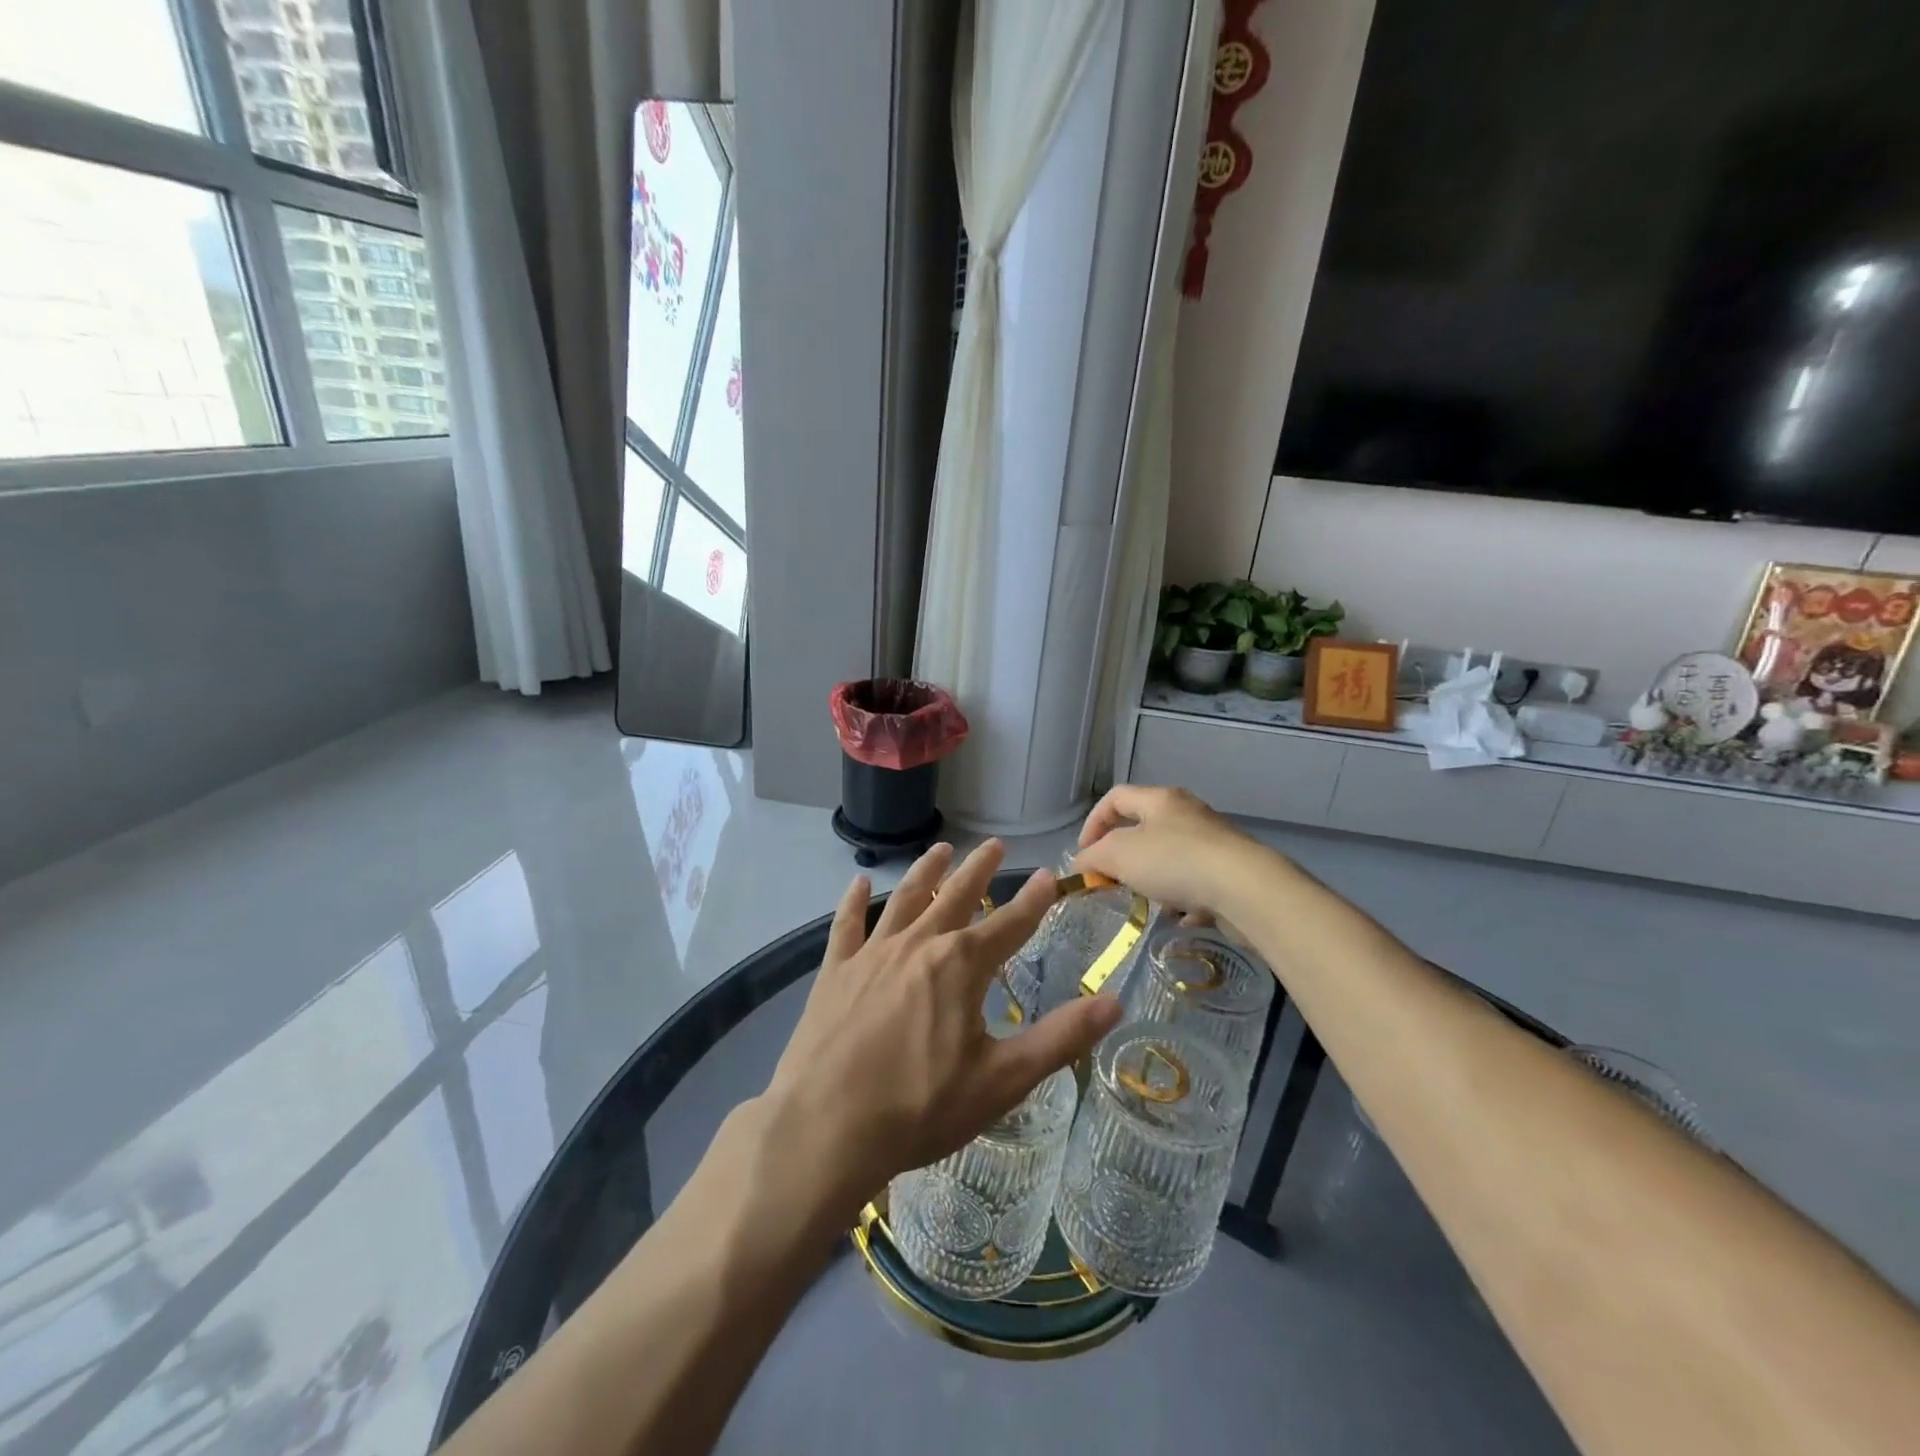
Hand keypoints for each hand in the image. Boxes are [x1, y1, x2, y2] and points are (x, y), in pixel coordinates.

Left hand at [762, 840, 1122, 1219]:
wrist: (826, 1127)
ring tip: (941, 849)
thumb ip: (1060, 1038)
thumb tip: (1115, 1003)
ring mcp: (872, 954)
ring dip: (926, 872)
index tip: (1048, 875)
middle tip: (993, 844)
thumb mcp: (1002, 1080)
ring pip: (905, 900)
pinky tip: (860, 883)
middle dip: (978, 870)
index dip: (1032, 901)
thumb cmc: (921, 1107)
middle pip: (955, 896)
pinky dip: (854, 902)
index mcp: (961, 965)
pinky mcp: (835, 971)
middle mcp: (919, 945)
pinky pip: (846, 925)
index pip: (1009, 924)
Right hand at [1072, 784, 1262, 922]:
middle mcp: (1188, 814)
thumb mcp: (1119, 855)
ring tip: (1146, 904)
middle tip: (1111, 882)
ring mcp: (1213, 843)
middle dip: (1123, 858)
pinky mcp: (1231, 874)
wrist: (1245, 889)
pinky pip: (1197, 885)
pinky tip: (1179, 918)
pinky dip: (1183, 901)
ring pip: (1170, 860)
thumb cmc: (1174, 861)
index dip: (1093, 823)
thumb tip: (1081, 864)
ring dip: (1153, 882)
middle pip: (1144, 829)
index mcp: (1160, 799)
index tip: (1083, 855)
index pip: (1115, 798)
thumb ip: (1093, 858)